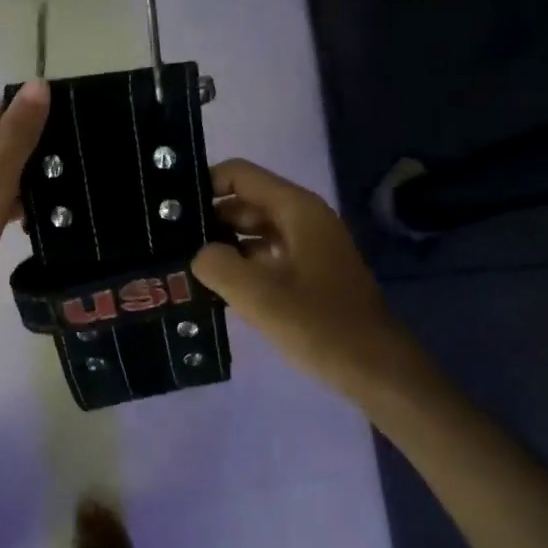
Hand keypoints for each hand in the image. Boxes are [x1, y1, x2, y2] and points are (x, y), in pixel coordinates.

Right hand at [192, 159, 423, 399]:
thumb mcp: (259, 296)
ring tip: (182, 264)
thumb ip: (217, 265)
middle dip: (208, 218)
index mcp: (296, 209)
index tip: (170, 211)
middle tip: (168, 243)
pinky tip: (212, 286)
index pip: (239, 175)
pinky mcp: (307, 272)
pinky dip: (239, 264)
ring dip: (220, 244)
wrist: (379, 372)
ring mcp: (307, 245)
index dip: (203, 185)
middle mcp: (302, 218)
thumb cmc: (321, 327)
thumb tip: (197, 254)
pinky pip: (263, 254)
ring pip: (251, 230)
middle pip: (243, 201)